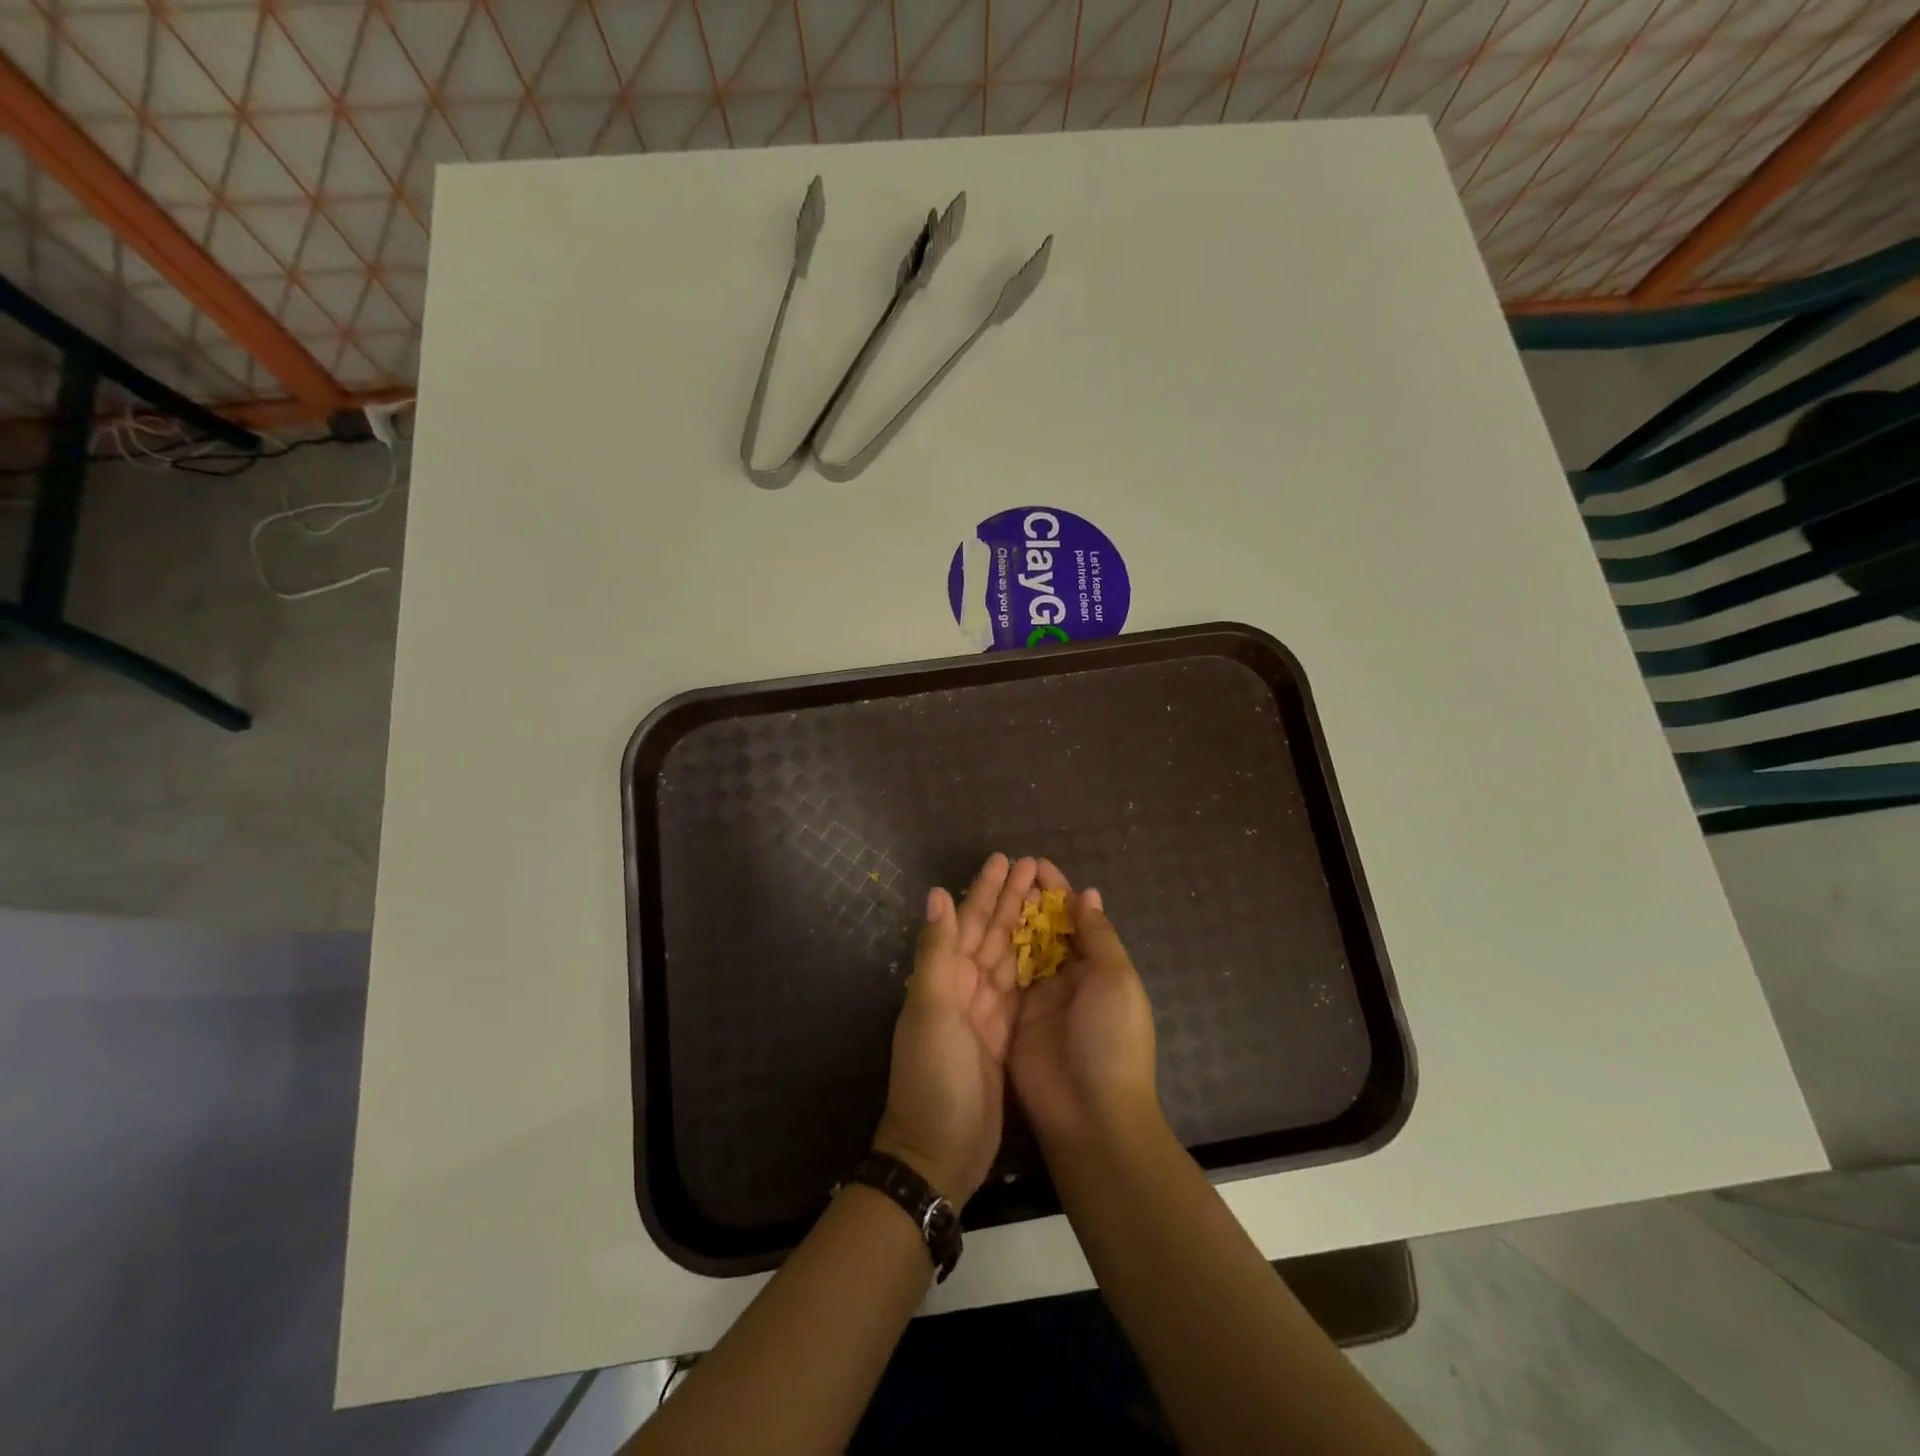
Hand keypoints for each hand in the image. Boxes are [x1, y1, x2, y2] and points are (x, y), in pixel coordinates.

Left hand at [873, 853, 1035, 1204]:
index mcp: (946, 977)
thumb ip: (937, 952)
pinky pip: (1021, 990)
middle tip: (1033, 868)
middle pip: (991, 934)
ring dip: (1024, 927)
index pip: (969, 922)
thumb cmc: (933, 1076)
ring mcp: (985, 1013)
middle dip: (1010, 901)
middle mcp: (964, 989)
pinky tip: (1050, 951)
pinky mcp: (1005, 1037)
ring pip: (1008, 958)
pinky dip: (1033, 967)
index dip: (986, 890)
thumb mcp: (931, 1010)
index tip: (1006, 860)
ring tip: (1046, 899)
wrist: (939, 1152)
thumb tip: (938, 893)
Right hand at [1007, 861, 1161, 1149]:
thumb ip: (1098, 936)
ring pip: (1023, 949)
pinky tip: (974, 928)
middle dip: (1031, 900)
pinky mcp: (1013, 1018)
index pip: (1077, 919)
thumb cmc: (1111, 1040)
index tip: (1036, 863)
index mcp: (1099, 969)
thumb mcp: (1116, 981)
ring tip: (989, 889)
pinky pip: (1003, 978)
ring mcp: (1039, 1000)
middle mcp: (1069, 980)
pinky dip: (993, 953)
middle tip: (1006, 870)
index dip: (1058, 891)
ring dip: (1010, 920)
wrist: (1090, 1115)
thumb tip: (1088, 894)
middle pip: (1047, 930)